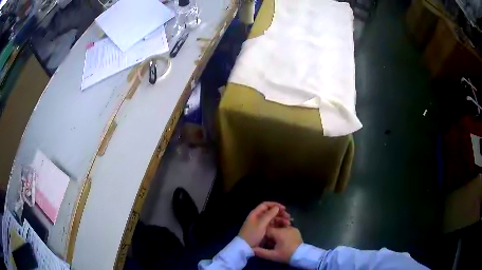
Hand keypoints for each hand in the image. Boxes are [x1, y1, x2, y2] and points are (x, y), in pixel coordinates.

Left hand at [238, 202, 290, 246]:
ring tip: (288, 223)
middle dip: (280, 213)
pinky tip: (285, 227)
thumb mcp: (261, 224)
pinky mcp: (264, 230)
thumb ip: (269, 215)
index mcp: (255, 214)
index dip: (275, 205)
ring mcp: (261, 224)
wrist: (246, 247)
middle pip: (270, 212)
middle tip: (288, 217)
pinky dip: (279, 225)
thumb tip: (276, 207)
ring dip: (281, 220)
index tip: (284, 208)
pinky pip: (273, 225)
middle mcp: (259, 217)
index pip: (265, 205)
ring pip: (273, 219)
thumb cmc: (252, 234)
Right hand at [253, 227, 302, 263]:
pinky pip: (286, 228)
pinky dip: (283, 232)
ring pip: (280, 227)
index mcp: (278, 232)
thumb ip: (261, 252)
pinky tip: (282, 239)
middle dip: (270, 234)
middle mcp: (285, 228)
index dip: (263, 235)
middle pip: (273, 228)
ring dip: (277, 233)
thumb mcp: (273, 255)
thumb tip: (251, 249)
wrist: (302, 255)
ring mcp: (292, 228)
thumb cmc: (287, 255)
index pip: (267, 229)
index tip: (263, 241)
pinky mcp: (296, 230)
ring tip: (276, 241)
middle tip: (270, 243)